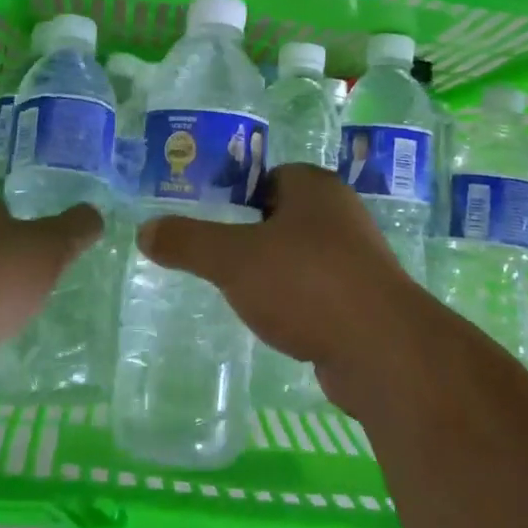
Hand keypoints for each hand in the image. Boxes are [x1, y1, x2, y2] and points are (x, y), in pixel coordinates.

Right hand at [136, 165, 427, 414]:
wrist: (382, 350)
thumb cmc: (306, 283)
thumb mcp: (233, 259)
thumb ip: (188, 241)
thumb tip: (144, 230)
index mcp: (314, 186)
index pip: (265, 177)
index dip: (233, 196)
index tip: (207, 222)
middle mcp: (340, 213)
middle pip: (280, 216)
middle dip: (249, 237)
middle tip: (214, 260)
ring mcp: (357, 258)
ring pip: (299, 256)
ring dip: (273, 272)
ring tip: (238, 294)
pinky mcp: (363, 300)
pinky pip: (316, 290)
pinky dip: (295, 302)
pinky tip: (275, 322)